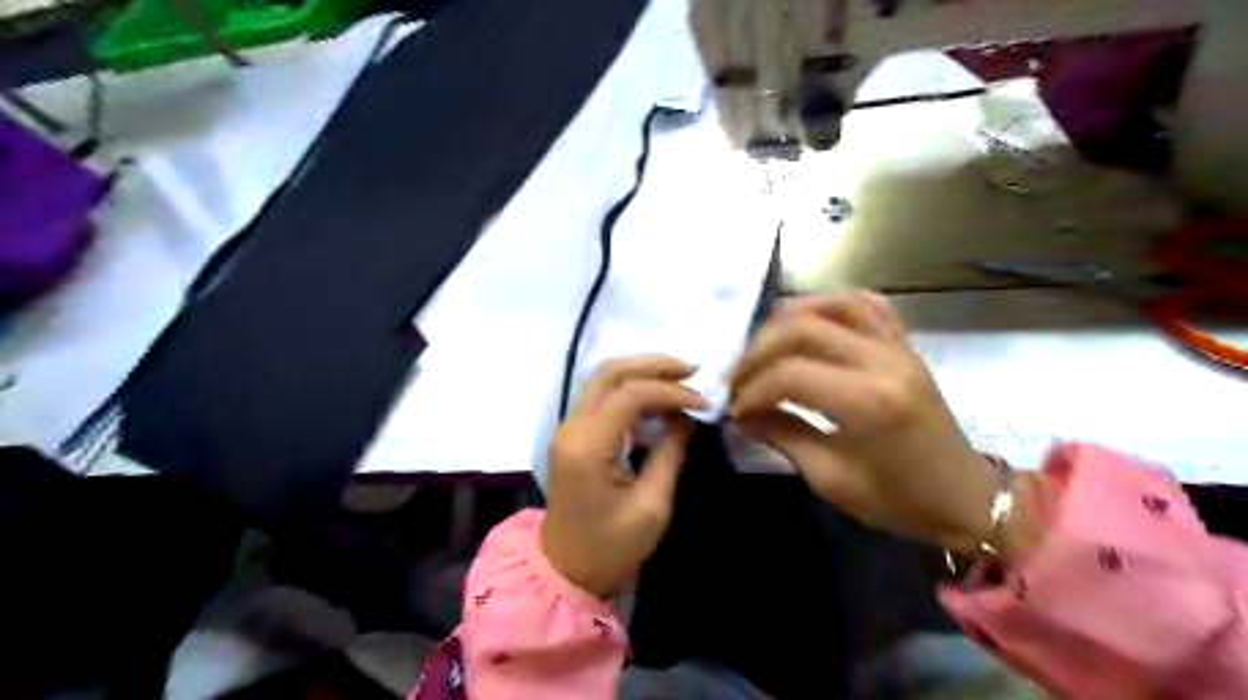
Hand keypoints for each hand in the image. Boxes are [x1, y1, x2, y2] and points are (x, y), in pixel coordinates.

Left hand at [543, 359, 704, 598]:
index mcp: (587, 446)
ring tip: (680, 377)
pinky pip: (601, 396)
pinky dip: (631, 388)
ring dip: (641, 371)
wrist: (566, 571)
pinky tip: (658, 395)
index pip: (629, 395)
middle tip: (692, 370)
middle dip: (653, 365)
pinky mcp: (573, 435)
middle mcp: (572, 427)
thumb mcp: (651, 507)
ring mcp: (568, 428)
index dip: (669, 391)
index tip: (703, 403)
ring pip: (603, 379)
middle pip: (609, 372)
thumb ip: (669, 453)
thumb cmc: (610, 548)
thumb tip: (685, 418)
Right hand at [732, 293, 1012, 554]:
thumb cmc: (899, 500)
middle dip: (758, 351)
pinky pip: (868, 304)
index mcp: (868, 401)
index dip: (752, 390)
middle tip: (739, 378)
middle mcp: (883, 360)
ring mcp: (898, 346)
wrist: (965, 498)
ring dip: (788, 318)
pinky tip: (810, 322)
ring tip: (764, 345)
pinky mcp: (905, 344)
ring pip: (833, 303)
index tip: (735, 410)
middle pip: (802, 328)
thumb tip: (741, 415)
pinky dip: (832, 305)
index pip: (789, 374)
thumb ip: (782, 436)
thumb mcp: (831, 479)